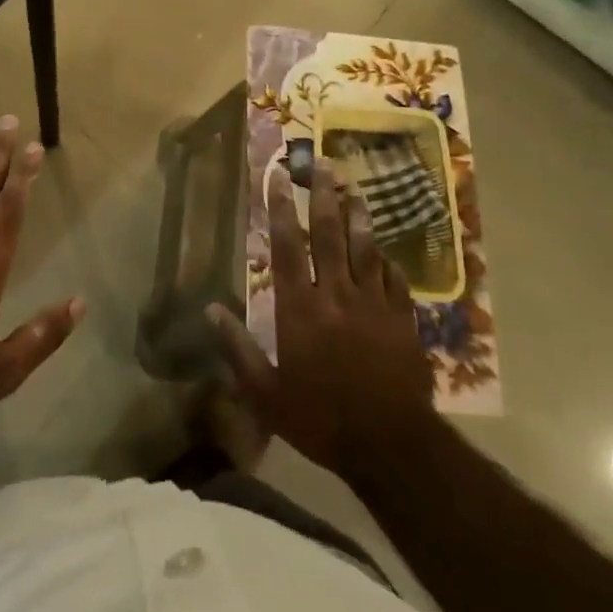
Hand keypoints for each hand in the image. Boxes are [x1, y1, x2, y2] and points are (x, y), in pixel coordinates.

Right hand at [210, 163, 433, 476]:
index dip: (280, 208)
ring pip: (365, 249)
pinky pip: (394, 280)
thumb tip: (210, 310)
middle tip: (322, 165)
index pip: (287, 245)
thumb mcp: (266, 394)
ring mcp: (373, 304)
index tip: (278, 176)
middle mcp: (336, 294)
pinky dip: (386, 261)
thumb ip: (238, 349)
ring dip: (358, 217)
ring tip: (354, 191)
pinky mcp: (402, 320)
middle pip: (330, 234)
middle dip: (323, 196)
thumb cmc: (320, 419)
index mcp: (300, 307)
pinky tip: (384, 251)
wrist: (391, 446)